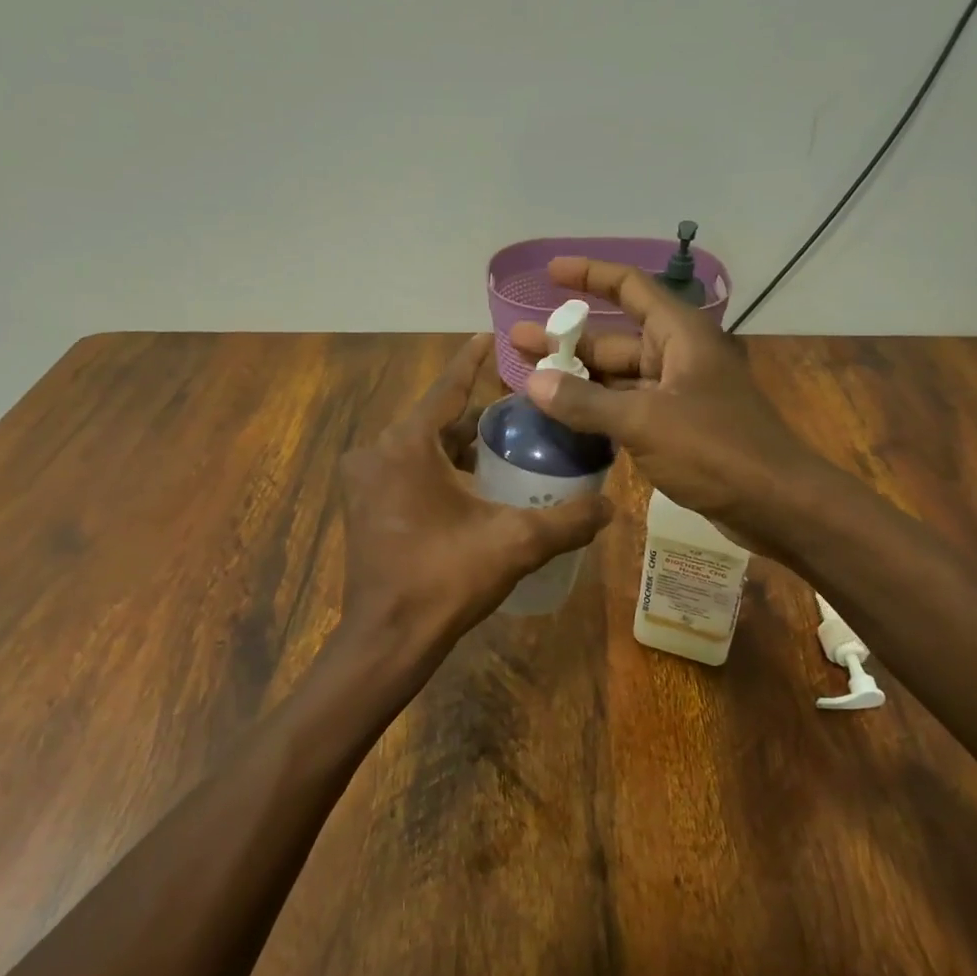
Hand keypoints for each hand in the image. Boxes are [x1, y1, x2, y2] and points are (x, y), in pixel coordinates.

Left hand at [337, 333, 611, 679]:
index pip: (447, 388)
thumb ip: (568, 520)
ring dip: (457, 444)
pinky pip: (406, 469)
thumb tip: (613, 506)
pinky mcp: (363, 505)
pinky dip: (437, 467)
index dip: (473, 362)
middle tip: (521, 410)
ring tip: (505, 444)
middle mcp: (376, 452)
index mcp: (407, 445)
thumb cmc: (445, 580)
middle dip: (475, 413)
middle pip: (436, 419)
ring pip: (420, 446)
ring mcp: (364, 480)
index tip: (491, 336)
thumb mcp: (515, 544)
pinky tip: (473, 482)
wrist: (388, 639)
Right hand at [509, 258, 821, 555]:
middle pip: (614, 338)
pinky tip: (563, 417)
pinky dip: (597, 410)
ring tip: (528, 380)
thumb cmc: (716, 450)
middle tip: (516, 341)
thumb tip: (533, 382)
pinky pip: (627, 408)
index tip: (550, 272)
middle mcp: (678, 356)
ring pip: (618, 378)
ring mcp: (677, 394)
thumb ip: (585, 402)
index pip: (630, 287)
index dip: (589, 275)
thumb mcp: (644, 421)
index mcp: (680, 335)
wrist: (777, 505)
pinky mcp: (676, 428)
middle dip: (567, 341)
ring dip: (577, 379)